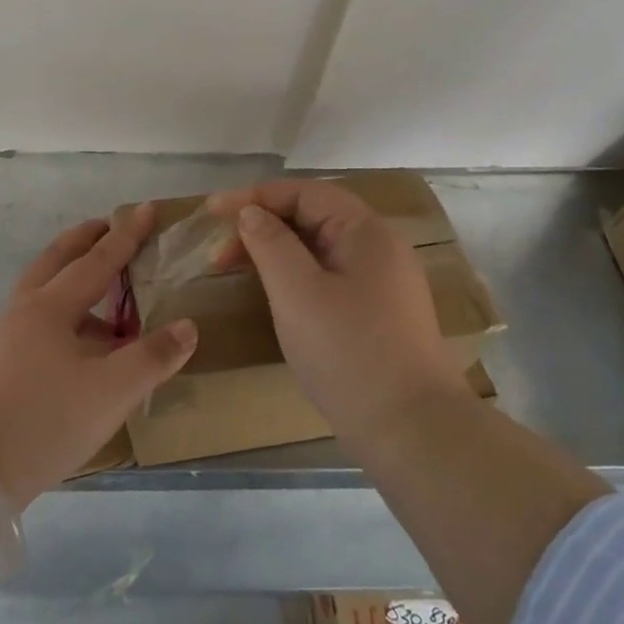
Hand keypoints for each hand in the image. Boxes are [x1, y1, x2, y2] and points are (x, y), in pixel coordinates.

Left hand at [0, 204, 197, 509]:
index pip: (97, 261)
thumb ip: (152, 357)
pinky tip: (75, 347)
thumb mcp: (111, 391)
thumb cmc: (46, 420)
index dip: (126, 235)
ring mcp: (2, 337)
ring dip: (71, 280)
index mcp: (51, 307)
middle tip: (107, 226)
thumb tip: (187, 327)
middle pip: (56, 260)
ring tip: (103, 297)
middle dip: (85, 240)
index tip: (146, 208)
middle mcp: (23, 311)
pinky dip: (60, 315)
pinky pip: (34, 322)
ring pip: (42, 293)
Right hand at [207, 180, 474, 449]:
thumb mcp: (298, 292)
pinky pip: (326, 277)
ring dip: (273, 252)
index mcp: (366, 232)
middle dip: (261, 225)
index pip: (304, 192)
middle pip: (312, 217)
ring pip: (317, 250)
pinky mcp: (376, 314)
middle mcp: (378, 249)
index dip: (254, 196)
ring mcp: (381, 284)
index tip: (211, 212)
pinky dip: (292, 276)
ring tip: (236, 272)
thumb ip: (270, 243)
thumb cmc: (349, 352)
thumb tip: (251, 212)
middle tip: (218, 254)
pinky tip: (273, 296)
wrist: (412, 431)